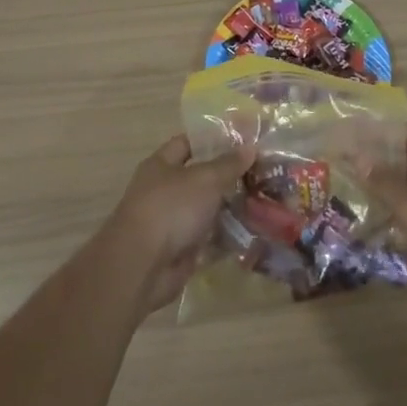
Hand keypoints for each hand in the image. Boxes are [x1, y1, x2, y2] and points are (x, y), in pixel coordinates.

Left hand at [101, 135, 253, 311]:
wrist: (143, 266)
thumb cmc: (171, 208)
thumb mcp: (205, 179)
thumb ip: (229, 164)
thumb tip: (250, 147)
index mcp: (161, 165)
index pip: (187, 143)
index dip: (212, 140)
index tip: (242, 140)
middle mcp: (164, 191)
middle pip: (200, 178)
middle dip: (228, 176)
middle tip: (261, 172)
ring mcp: (172, 221)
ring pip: (207, 209)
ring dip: (231, 208)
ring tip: (263, 201)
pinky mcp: (181, 249)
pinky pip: (209, 238)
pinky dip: (227, 237)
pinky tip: (253, 231)